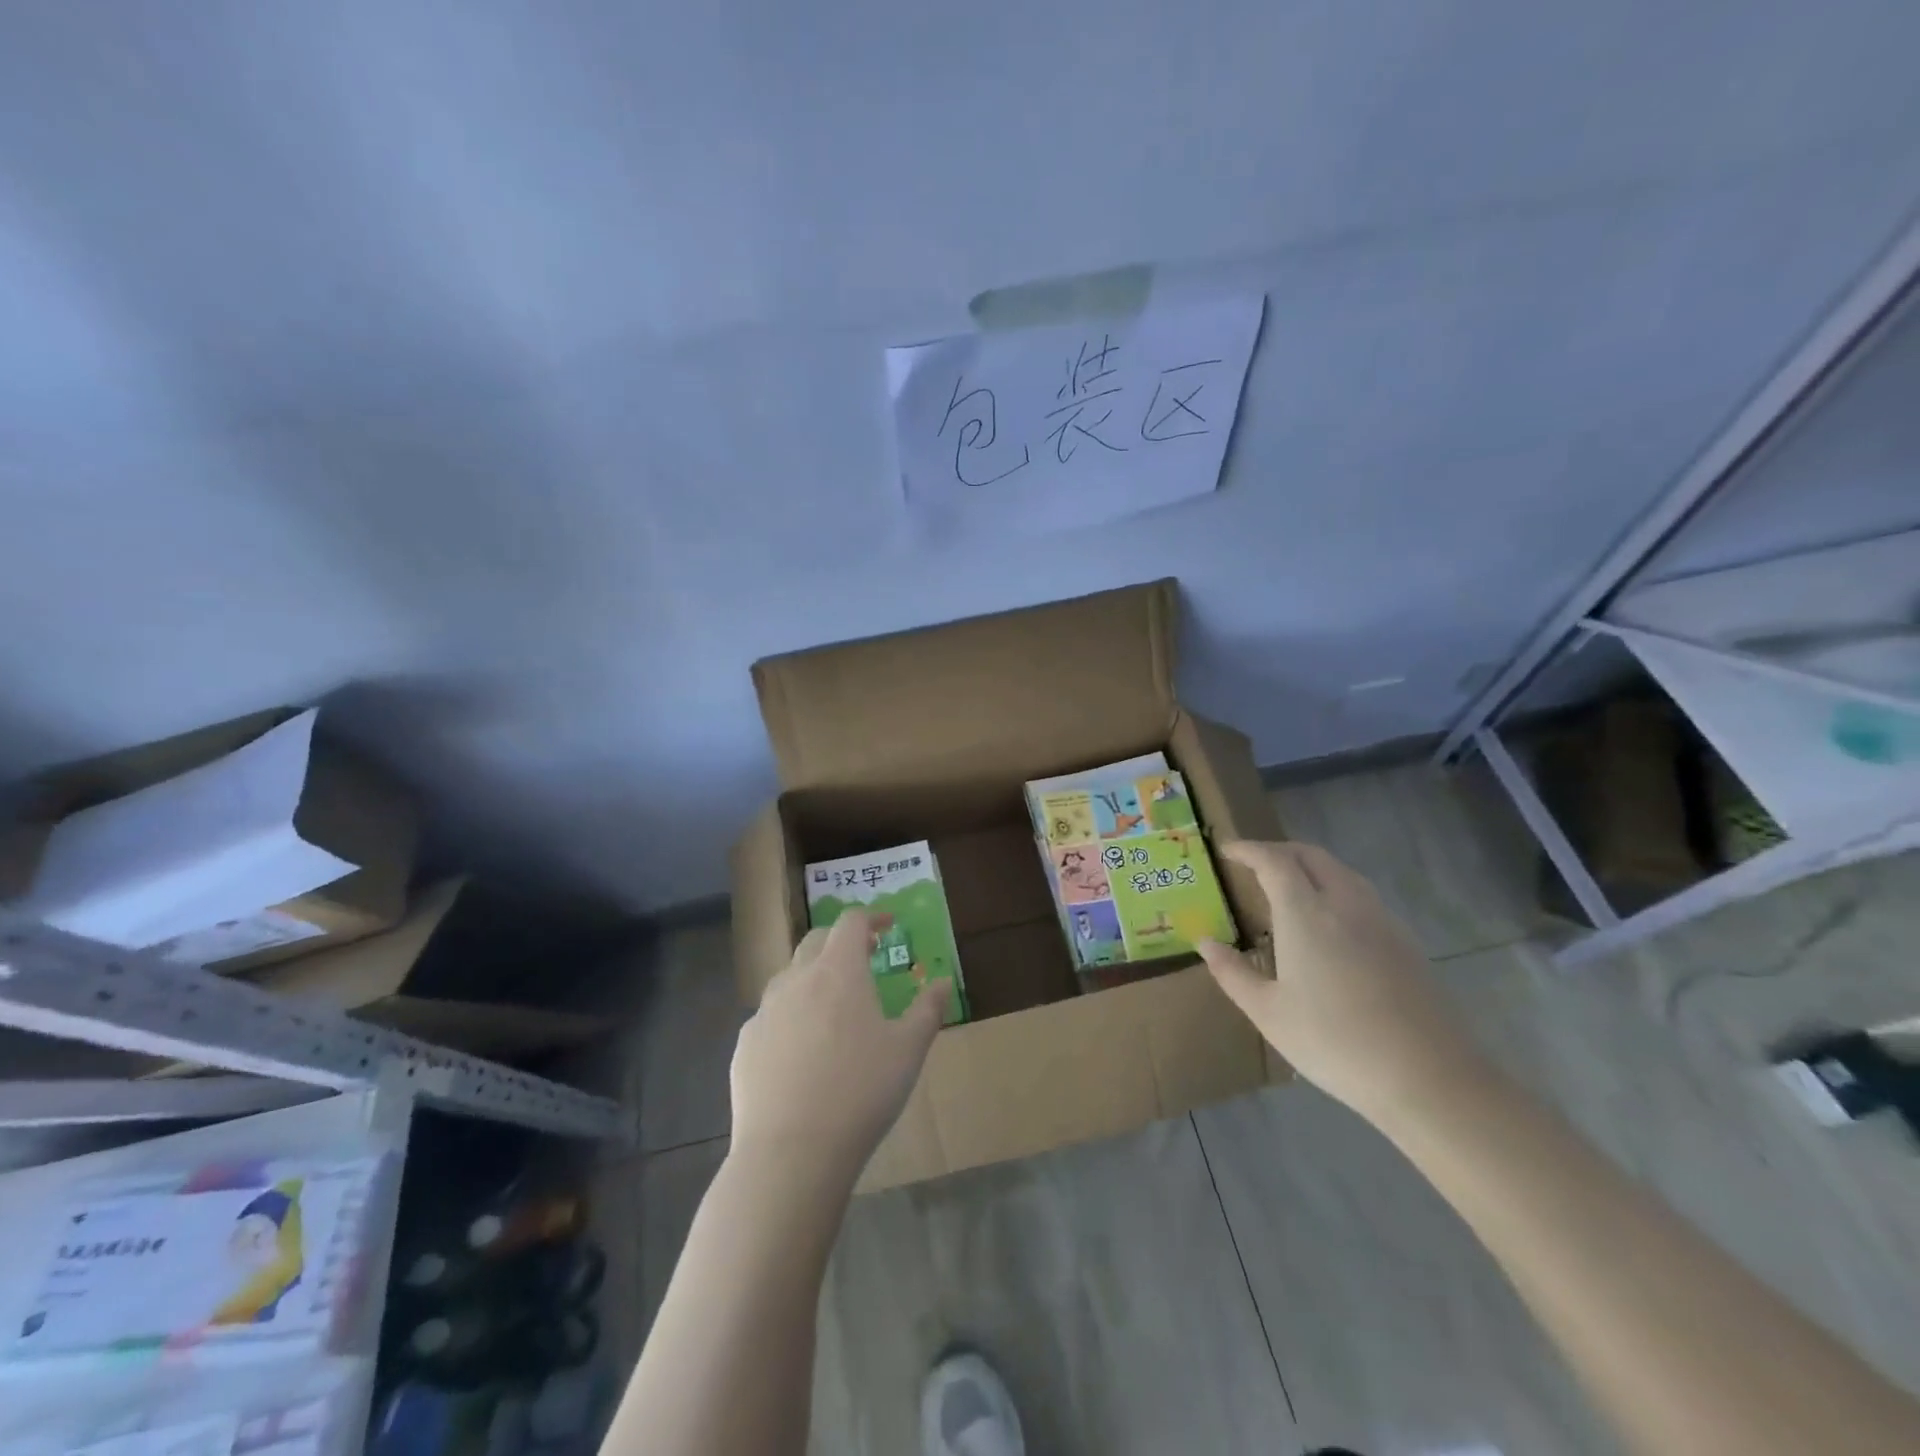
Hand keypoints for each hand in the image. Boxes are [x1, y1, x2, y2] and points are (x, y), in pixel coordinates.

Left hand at [730, 910, 943, 1181]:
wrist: (790, 1152)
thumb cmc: (861, 1092)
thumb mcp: (909, 1051)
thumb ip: (928, 1009)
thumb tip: (943, 981)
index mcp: (839, 971)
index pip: (851, 922)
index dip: (871, 917)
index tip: (887, 925)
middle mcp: (797, 979)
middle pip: (817, 941)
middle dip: (841, 942)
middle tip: (864, 958)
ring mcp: (765, 1012)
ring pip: (790, 977)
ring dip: (813, 977)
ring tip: (833, 1004)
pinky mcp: (745, 1045)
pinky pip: (771, 1016)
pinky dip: (791, 1016)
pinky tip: (801, 1050)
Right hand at [1198, 841, 1489, 1124]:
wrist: (1428, 1078)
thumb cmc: (1335, 1042)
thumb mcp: (1268, 1013)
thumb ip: (1232, 972)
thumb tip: (1205, 942)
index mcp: (1306, 914)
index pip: (1274, 861)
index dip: (1248, 850)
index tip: (1227, 851)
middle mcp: (1345, 904)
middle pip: (1311, 856)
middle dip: (1279, 850)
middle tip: (1254, 863)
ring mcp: (1381, 920)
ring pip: (1341, 872)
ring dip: (1310, 866)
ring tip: (1288, 887)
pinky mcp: (1405, 942)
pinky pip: (1362, 895)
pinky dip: (1335, 888)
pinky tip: (1328, 922)